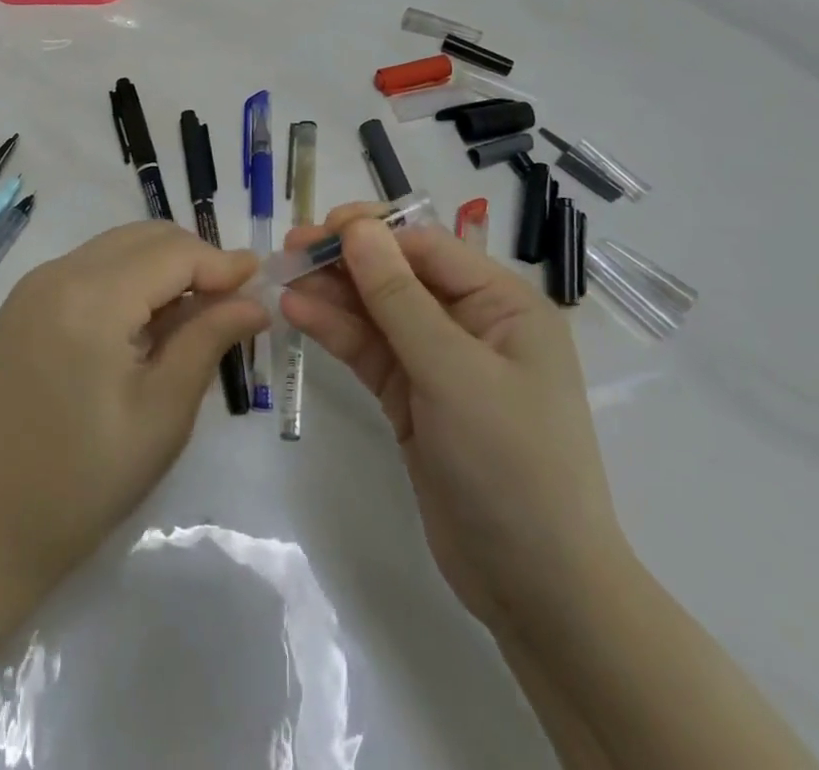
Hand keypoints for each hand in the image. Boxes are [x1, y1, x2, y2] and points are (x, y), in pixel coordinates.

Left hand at [0, 221, 268, 587]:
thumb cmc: (78, 485)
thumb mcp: (159, 416)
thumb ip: (207, 342)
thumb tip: (253, 301)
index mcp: (91, 298)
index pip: (174, 252)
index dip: (222, 262)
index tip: (262, 284)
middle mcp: (59, 273)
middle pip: (144, 238)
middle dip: (194, 260)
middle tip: (231, 305)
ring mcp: (34, 287)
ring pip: (116, 249)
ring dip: (161, 269)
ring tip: (193, 319)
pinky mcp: (21, 306)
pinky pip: (89, 270)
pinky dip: (127, 282)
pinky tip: (143, 327)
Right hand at [281, 204, 627, 623]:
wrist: (537, 590)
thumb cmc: (511, 464)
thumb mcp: (454, 372)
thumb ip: (399, 298)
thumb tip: (358, 229)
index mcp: (502, 304)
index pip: (427, 247)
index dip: (372, 231)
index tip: (318, 230)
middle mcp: (471, 323)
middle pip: (397, 274)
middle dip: (345, 259)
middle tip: (289, 251)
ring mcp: (438, 362)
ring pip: (376, 311)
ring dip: (332, 293)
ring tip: (281, 279)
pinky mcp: (411, 397)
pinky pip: (369, 350)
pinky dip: (335, 331)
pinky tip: (297, 312)